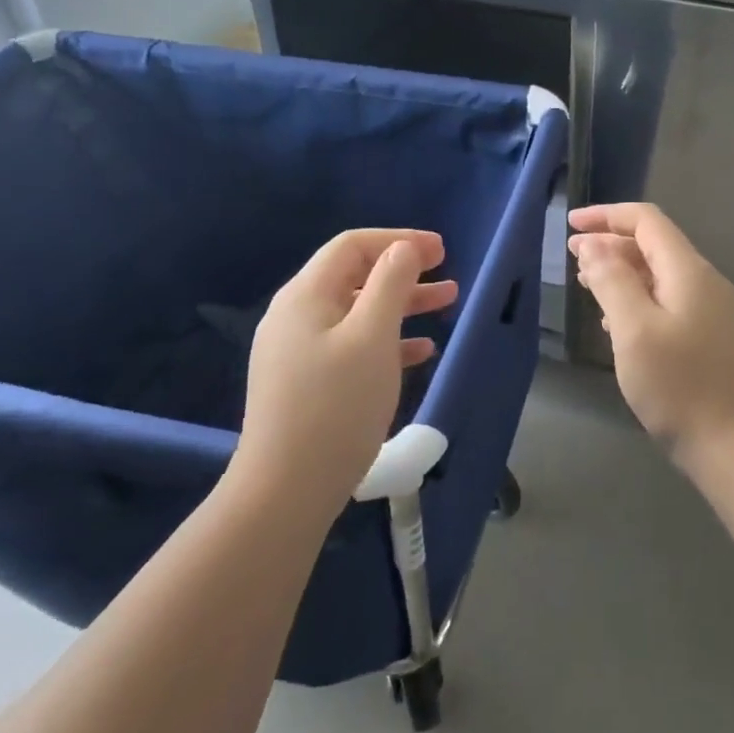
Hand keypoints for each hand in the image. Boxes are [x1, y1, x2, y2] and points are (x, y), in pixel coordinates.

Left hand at [235, 229, 458, 508]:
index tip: (441, 250)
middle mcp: (296, 316)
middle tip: (447, 276)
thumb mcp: (372, 336)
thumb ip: (390, 283)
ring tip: (445, 306)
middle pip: (356, 277)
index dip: (398, 241)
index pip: (353, 246)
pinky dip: (387, 340)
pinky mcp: (305, 383)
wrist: (286, 491)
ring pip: (358, 313)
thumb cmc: (336, 405)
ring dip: (402, 305)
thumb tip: (403, 249)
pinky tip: (420, 352)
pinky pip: (351, 346)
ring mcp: (298, 352)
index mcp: (305, 296)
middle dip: (405, 273)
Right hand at [568, 203, 733, 474]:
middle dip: (611, 244)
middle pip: (654, 245)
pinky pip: (668, 300)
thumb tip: (593, 245)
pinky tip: (615, 319)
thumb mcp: (634, 329)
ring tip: (587, 283)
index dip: (607, 216)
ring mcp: (712, 310)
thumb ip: (612, 280)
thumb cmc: (678, 386)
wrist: (733, 446)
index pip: (647, 221)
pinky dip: (637, 297)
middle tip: (572, 258)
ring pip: (660, 274)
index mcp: (689, 271)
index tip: (570, 225)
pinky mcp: (710, 335)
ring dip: (622, 271)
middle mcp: (705, 282)